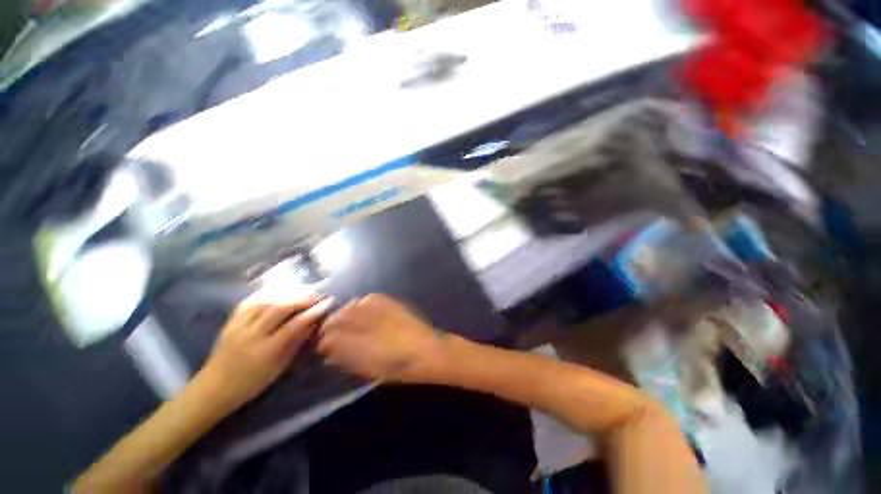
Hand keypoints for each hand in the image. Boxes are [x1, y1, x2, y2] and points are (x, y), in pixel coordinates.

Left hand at [198, 290, 332, 411]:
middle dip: (302, 297)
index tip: (328, 302)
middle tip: (317, 294)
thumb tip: (314, 323)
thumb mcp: (279, 367)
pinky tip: (278, 292)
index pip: (295, 325)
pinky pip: (250, 302)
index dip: (313, 311)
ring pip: (266, 301)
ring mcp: (238, 326)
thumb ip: (296, 343)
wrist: (213, 389)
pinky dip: (267, 294)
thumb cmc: (251, 384)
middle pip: (280, 307)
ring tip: (302, 290)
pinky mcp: (230, 322)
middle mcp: (251, 334)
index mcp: (266, 350)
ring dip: (287, 293)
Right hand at [317, 294, 448, 382]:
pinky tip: (364, 311)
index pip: (330, 338)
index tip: (323, 347)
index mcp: (360, 344)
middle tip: (331, 334)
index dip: (324, 342)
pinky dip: (362, 304)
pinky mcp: (391, 302)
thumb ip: (347, 359)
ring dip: (345, 314)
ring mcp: (379, 310)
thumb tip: (330, 354)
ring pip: (352, 306)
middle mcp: (366, 323)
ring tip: (346, 322)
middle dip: (331, 326)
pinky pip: (369, 299)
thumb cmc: (399, 367)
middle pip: (338, 318)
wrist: (429, 351)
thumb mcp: (369, 369)